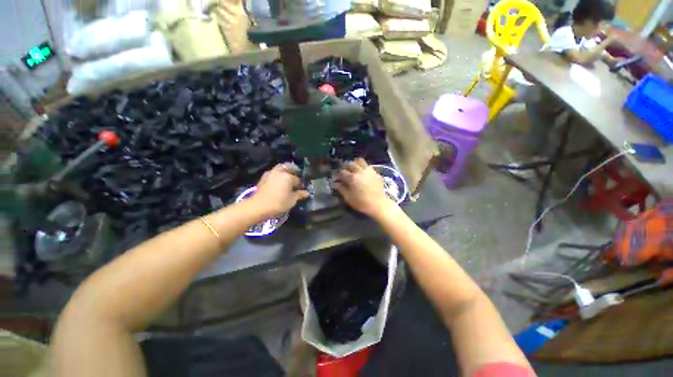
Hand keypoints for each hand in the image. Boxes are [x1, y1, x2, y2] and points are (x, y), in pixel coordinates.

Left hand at [252, 164, 308, 215]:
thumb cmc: (278, 203)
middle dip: (293, 171)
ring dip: (284, 172)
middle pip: (288, 167)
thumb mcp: (292, 200)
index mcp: (288, 176)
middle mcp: (279, 172)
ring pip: (280, 168)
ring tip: (287, 179)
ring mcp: (270, 173)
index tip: (301, 189)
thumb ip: (300, 194)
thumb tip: (306, 192)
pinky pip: (273, 173)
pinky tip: (278, 182)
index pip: (298, 179)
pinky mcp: (263, 178)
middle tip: (296, 177)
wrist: (258, 206)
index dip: (300, 184)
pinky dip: (277, 175)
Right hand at [332, 158, 395, 217]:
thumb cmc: (362, 203)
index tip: (338, 178)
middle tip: (346, 173)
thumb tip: (335, 183)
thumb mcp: (348, 198)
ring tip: (354, 169)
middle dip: (346, 167)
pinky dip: (363, 167)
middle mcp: (360, 171)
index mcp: (352, 178)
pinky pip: (367, 166)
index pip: (342, 172)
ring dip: (355, 163)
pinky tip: (363, 173)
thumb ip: (341, 189)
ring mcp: (369, 171)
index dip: (339, 175)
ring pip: (360, 161)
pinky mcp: (375, 172)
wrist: (379, 204)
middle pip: (350, 164)